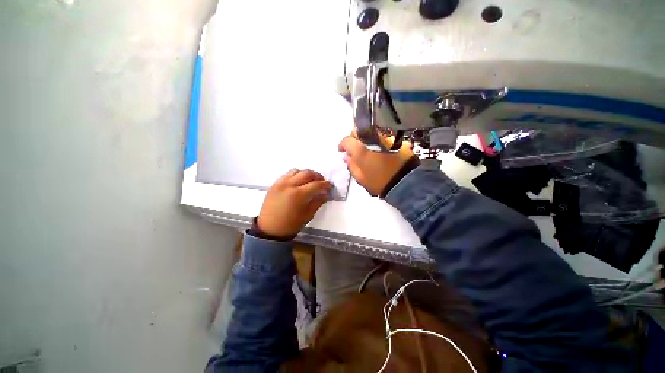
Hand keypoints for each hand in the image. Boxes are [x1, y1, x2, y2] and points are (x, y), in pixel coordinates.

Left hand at [257, 169, 331, 238]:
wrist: (269, 229)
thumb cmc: (290, 224)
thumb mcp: (307, 215)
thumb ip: (317, 202)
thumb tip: (324, 194)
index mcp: (299, 194)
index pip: (316, 184)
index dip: (325, 184)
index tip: (330, 186)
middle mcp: (289, 185)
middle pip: (307, 173)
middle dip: (317, 176)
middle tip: (321, 181)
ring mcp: (280, 183)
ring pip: (296, 171)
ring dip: (306, 173)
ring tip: (310, 180)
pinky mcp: (274, 184)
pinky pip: (287, 174)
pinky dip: (295, 175)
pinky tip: (298, 182)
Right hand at [338, 133, 414, 195]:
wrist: (404, 183)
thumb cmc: (379, 182)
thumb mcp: (361, 178)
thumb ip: (351, 165)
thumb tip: (347, 156)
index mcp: (361, 150)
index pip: (347, 140)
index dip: (342, 145)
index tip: (342, 151)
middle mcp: (372, 139)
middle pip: (358, 131)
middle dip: (353, 138)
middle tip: (354, 148)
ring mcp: (385, 138)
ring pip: (370, 132)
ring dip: (366, 139)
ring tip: (368, 149)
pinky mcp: (396, 140)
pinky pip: (383, 137)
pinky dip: (378, 141)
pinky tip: (380, 150)